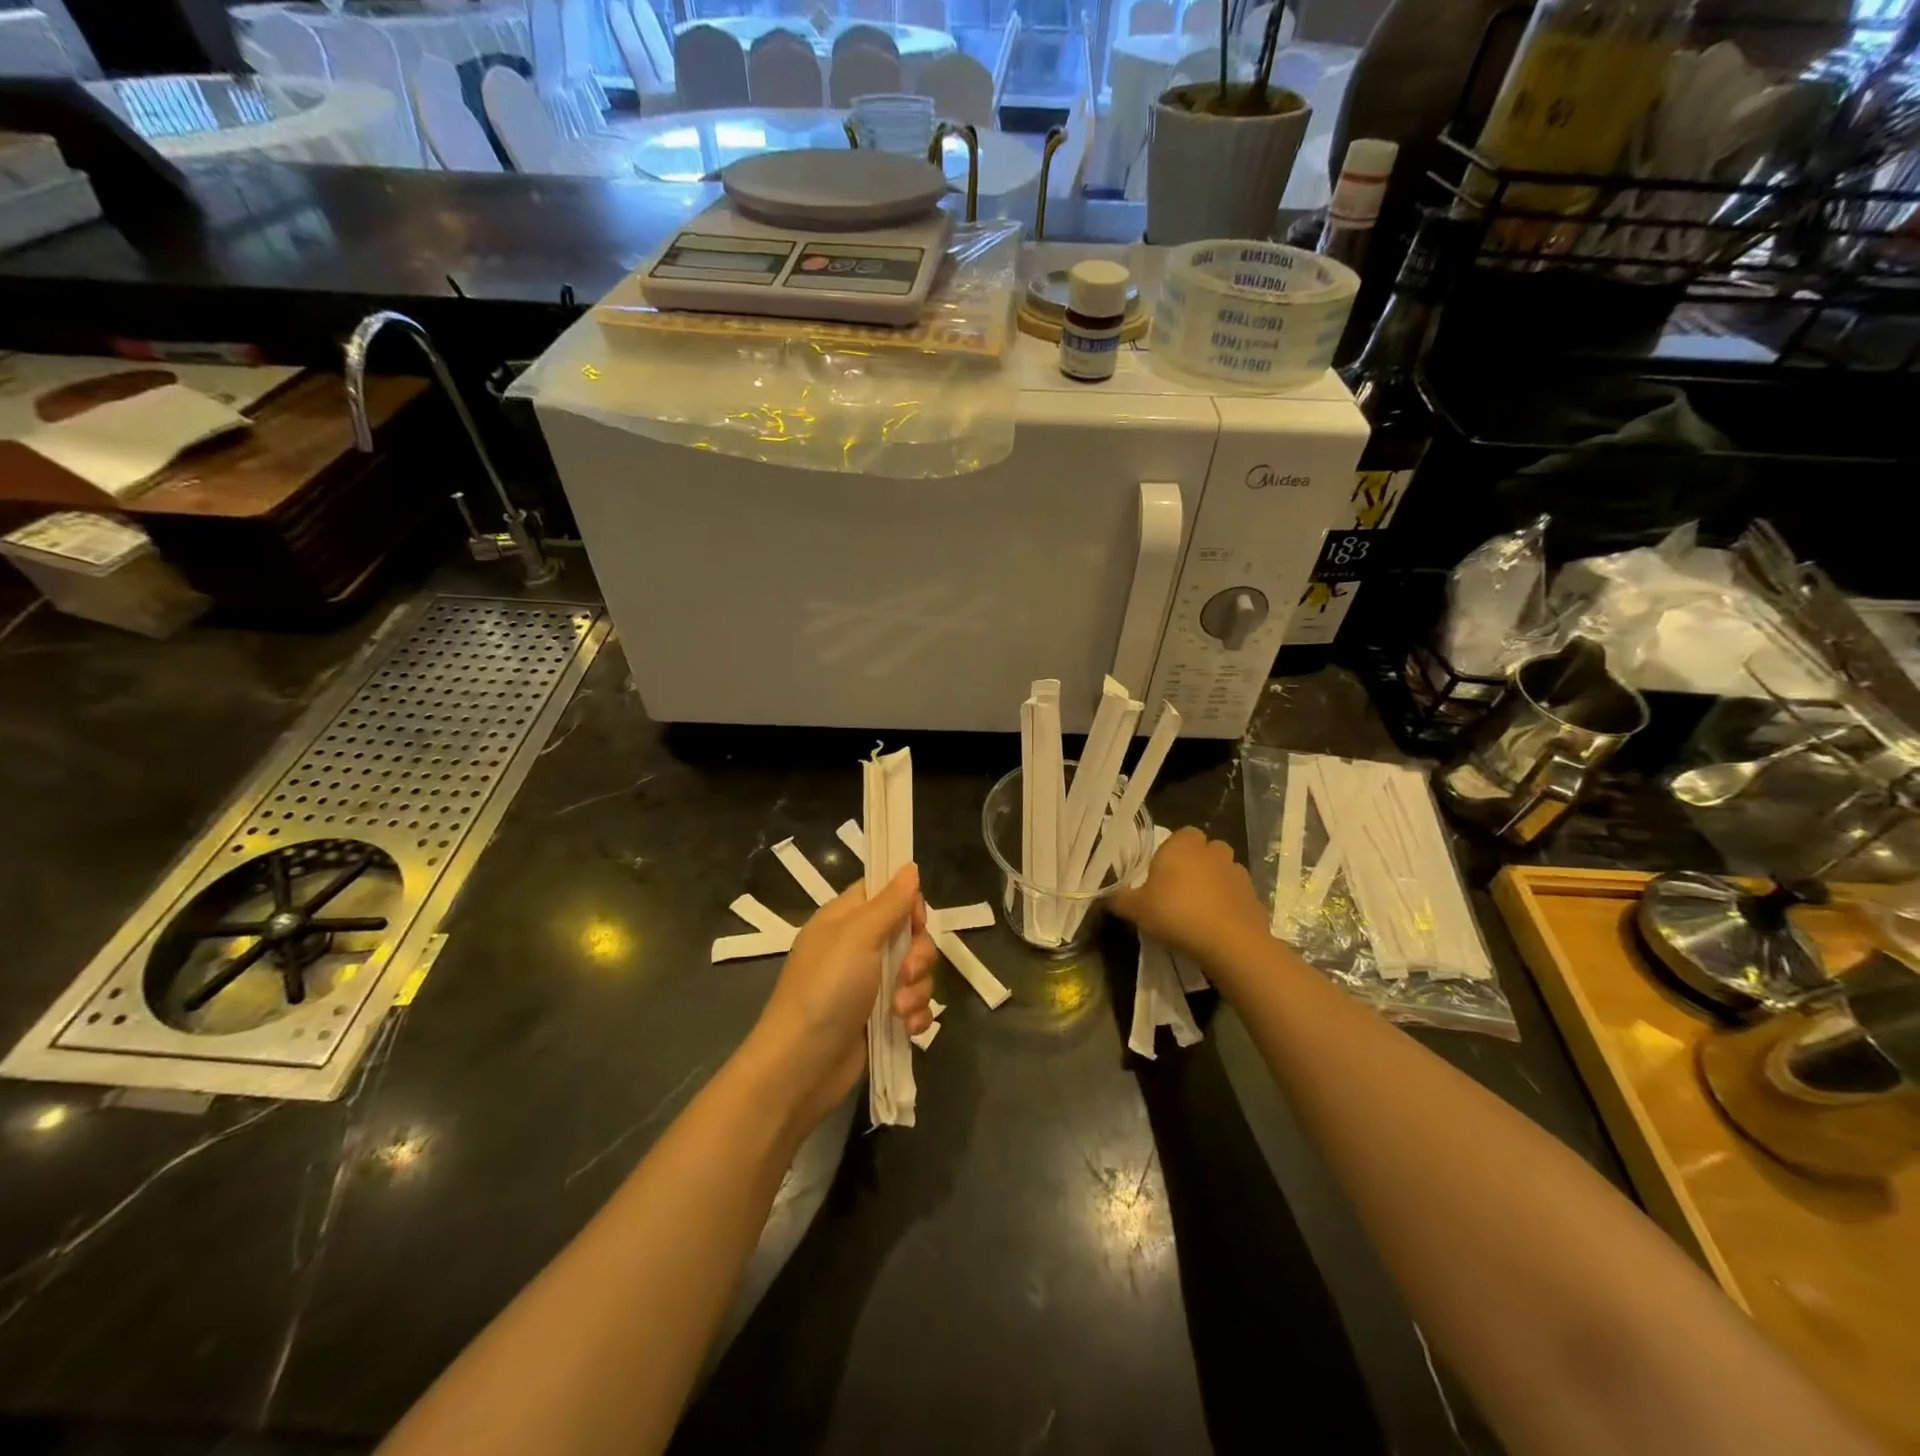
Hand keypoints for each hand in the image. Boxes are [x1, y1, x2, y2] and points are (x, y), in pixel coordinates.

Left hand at [747, 865, 936, 1133]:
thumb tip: (909, 867)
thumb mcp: (857, 937)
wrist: (802, 1066)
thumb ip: (889, 903)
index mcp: (844, 919)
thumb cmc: (825, 990)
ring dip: (917, 990)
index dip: (907, 903)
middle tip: (907, 974)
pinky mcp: (880, 1019)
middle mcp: (858, 947)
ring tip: (899, 1010)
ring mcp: (869, 985)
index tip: (916, 921)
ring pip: (916, 972)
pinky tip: (907, 1029)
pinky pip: (914, 1005)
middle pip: (909, 934)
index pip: (885, 892)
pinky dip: (915, 1015)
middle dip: (919, 955)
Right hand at [1110, 827, 1267, 974]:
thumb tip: (1101, 895)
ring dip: (1215, 881)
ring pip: (1224, 869)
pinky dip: (1230, 902)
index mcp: (1182, 846)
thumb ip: (1117, 899)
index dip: (1173, 850)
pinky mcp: (1254, 895)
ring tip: (1201, 906)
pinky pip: (1237, 893)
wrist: (1229, 942)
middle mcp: (1212, 851)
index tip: (1163, 872)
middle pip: (1206, 849)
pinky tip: (1219, 922)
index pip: (1182, 834)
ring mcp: (1237, 872)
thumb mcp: (1135, 909)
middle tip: (1181, 888)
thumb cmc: (1176, 914)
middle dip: (1197, 862)